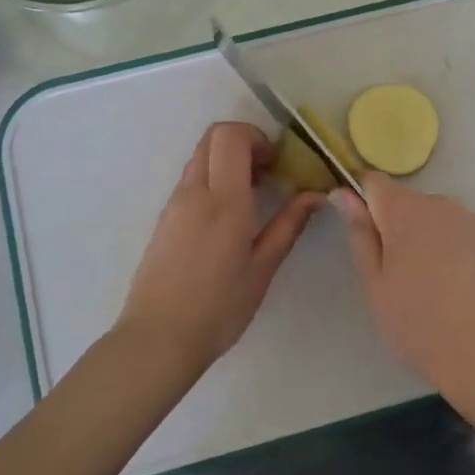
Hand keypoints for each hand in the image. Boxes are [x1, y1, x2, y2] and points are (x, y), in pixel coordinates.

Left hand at [116, 122, 324, 372]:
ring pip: (199, 157)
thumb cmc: (219, 307)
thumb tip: (315, 194)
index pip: (231, 136)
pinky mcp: (164, 219)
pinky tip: (228, 216)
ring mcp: (174, 203)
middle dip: (243, 142)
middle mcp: (195, 192)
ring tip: (250, 196)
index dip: (257, 137)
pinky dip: (212, 179)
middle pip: (212, 137)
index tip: (276, 163)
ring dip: (226, 161)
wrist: (158, 338)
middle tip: (266, 172)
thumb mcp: (263, 268)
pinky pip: (190, 180)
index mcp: (224, 200)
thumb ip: (289, 224)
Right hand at [332, 174, 474, 414]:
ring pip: (436, 220)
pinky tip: (459, 291)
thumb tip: (344, 193)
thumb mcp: (376, 285)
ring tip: (430, 287)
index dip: (362, 200)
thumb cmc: (421, 324)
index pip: (374, 182)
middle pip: (407, 203)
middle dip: (396, 227)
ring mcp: (473, 222)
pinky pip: (462, 236)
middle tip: (396, 275)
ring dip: (426, 239)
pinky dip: (454, 252)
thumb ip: (360, 235)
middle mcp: (441, 205)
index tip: (362, 233)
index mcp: (405, 211)